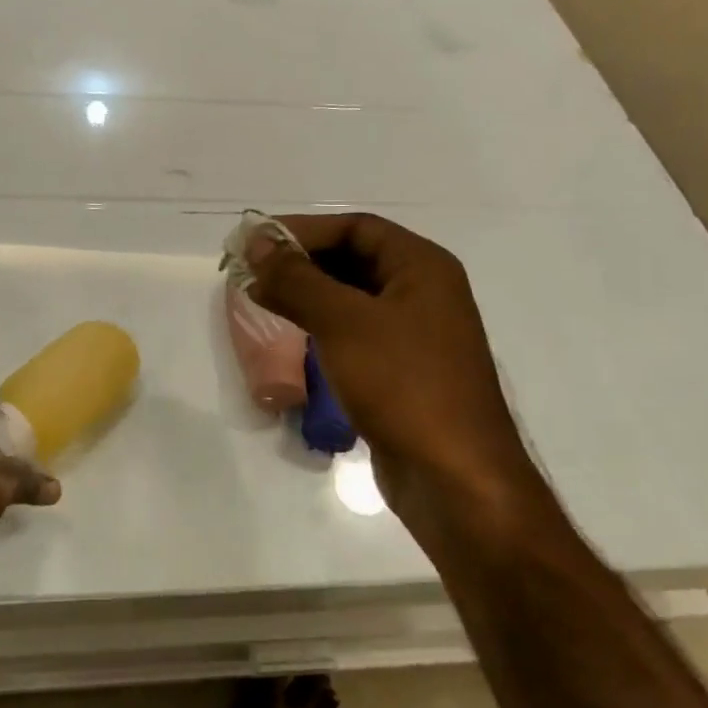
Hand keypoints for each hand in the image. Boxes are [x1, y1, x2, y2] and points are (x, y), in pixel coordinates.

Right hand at [249, 214, 532, 515]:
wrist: (455, 479)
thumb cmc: (403, 384)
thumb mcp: (343, 322)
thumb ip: (296, 278)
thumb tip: (256, 243)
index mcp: (422, 267)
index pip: (356, 227)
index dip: (304, 230)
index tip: (257, 242)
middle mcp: (423, 292)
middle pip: (354, 258)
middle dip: (301, 262)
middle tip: (251, 271)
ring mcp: (415, 334)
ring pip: (351, 297)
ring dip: (307, 293)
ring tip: (262, 299)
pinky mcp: (402, 370)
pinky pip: (355, 331)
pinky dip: (321, 325)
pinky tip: (291, 335)